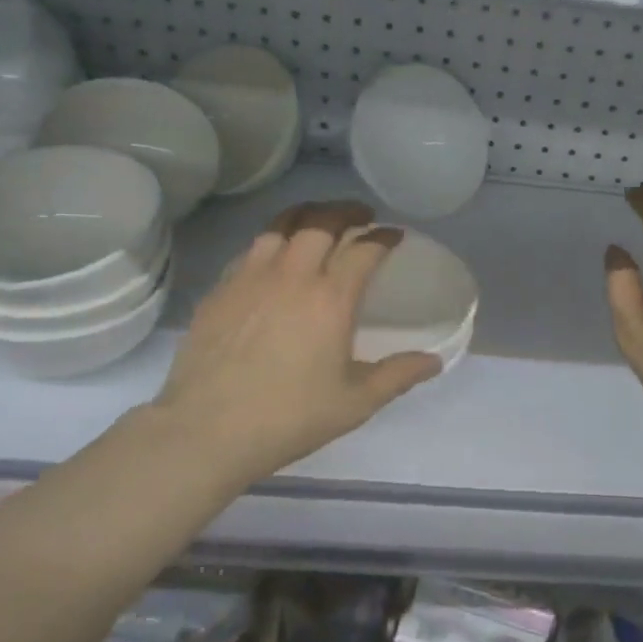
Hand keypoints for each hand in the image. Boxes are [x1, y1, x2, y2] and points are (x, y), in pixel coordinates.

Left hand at [153, 201, 441, 486]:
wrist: (208, 429)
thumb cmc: (289, 417)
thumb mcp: (355, 402)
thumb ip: (397, 375)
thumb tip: (434, 361)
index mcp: (330, 298)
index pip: (363, 249)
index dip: (383, 237)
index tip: (394, 235)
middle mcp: (292, 275)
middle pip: (321, 222)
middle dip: (346, 212)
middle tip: (360, 216)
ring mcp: (250, 277)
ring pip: (280, 226)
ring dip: (306, 217)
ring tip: (318, 223)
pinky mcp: (220, 289)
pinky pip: (251, 249)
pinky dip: (272, 241)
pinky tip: (274, 257)